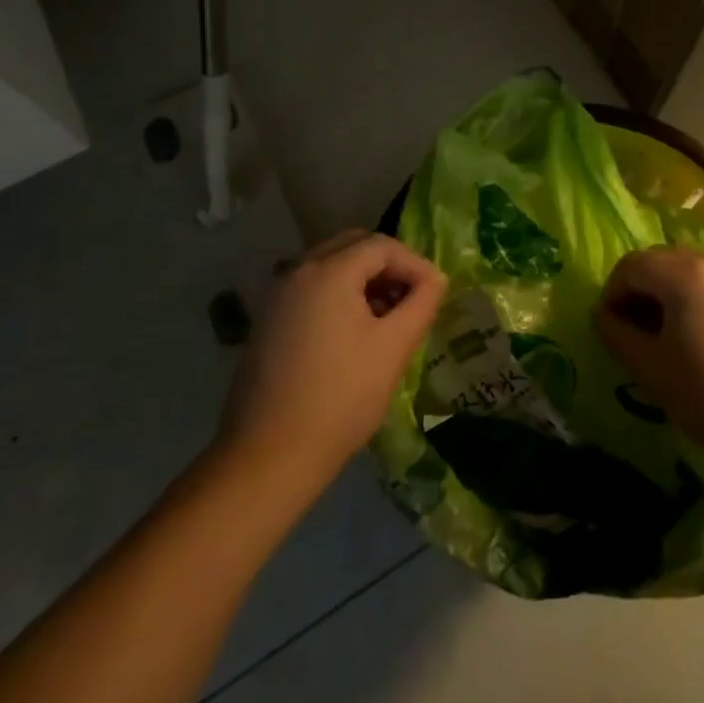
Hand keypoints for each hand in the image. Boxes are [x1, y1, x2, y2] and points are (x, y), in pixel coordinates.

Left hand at [217, 230, 445, 491]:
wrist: (267, 457)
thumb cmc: (340, 398)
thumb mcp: (393, 348)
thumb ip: (421, 303)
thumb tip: (436, 279)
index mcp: (328, 271)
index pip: (382, 245)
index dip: (414, 263)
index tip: (434, 293)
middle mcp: (298, 271)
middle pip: (353, 246)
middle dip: (388, 266)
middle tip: (411, 298)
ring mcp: (277, 295)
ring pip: (331, 265)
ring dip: (364, 280)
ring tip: (388, 317)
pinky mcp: (267, 320)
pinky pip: (312, 288)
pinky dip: (339, 294)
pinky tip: (354, 333)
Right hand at [594, 248, 703, 472]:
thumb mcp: (651, 371)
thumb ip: (617, 334)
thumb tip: (604, 314)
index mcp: (684, 272)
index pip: (631, 266)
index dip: (613, 294)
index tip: (613, 329)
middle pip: (663, 262)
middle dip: (644, 292)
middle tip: (641, 334)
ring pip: (695, 272)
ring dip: (676, 296)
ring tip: (679, 338)